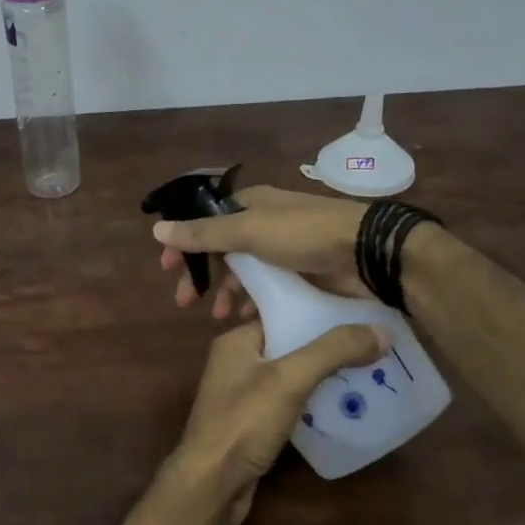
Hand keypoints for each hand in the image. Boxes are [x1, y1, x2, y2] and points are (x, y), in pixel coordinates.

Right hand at [152, 185, 369, 320]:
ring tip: (217, 316)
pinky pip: (266, 289)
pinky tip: (244, 319)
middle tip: (183, 300)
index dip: (184, 242)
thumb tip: (157, 229)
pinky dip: (251, 302)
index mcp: (249, 205)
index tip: (167, 268)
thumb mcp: (248, 231)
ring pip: (243, 271)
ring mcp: (283, 250)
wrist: (367, 253)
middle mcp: (263, 224)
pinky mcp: (301, 274)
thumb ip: (203, 233)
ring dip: (225, 292)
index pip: (205, 220)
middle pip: (220, 248)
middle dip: (201, 274)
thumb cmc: (303, 235)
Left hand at [173, 320, 388, 524]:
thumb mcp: (289, 379)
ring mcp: (243, 395)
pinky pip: (290, 403)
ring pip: (292, 376)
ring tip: (370, 373)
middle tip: (375, 346)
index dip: (321, 311)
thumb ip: (332, 351)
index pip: (283, 313)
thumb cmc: (243, 422)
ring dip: (325, 376)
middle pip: (290, 344)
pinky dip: (315, 403)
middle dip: (329, 346)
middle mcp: (237, 362)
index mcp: (237, 341)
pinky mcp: (253, 424)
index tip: (361, 314)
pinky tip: (345, 408)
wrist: (211, 485)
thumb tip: (382, 330)